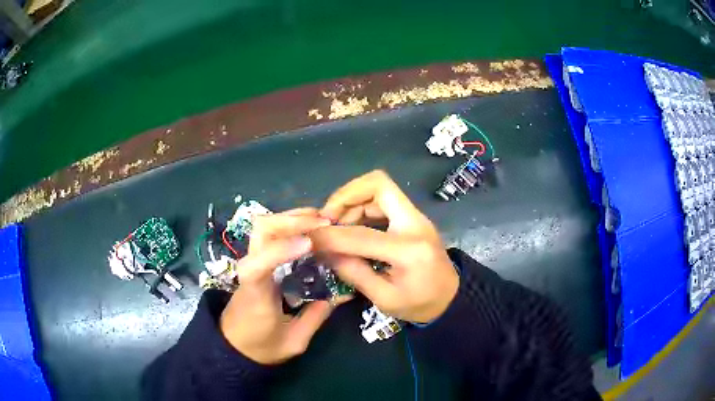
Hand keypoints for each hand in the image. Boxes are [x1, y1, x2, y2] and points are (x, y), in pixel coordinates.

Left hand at [219, 208, 334, 364]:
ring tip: (322, 220)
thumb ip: (317, 316)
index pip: (258, 265)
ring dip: (292, 218)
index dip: (281, 250)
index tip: (310, 244)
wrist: (233, 345)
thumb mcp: (294, 340)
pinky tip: (311, 229)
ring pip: (263, 226)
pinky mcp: (257, 261)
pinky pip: (270, 234)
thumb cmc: (261, 346)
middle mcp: (250, 270)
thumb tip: (343, 292)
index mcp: (255, 293)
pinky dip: (290, 224)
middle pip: (260, 230)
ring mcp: (252, 262)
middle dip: (292, 220)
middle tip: (325, 223)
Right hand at [311, 170, 458, 322]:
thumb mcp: (384, 298)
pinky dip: (361, 207)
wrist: (450, 298)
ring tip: (336, 226)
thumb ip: (353, 272)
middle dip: (345, 196)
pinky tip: (351, 227)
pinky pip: (383, 200)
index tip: (309, 237)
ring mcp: (416, 217)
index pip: (361, 234)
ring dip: (352, 202)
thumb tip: (324, 251)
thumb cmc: (420, 305)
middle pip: (378, 184)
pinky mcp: (412, 217)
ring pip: (379, 189)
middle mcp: (415, 223)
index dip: (330, 235)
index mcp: (409, 251)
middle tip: (327, 219)